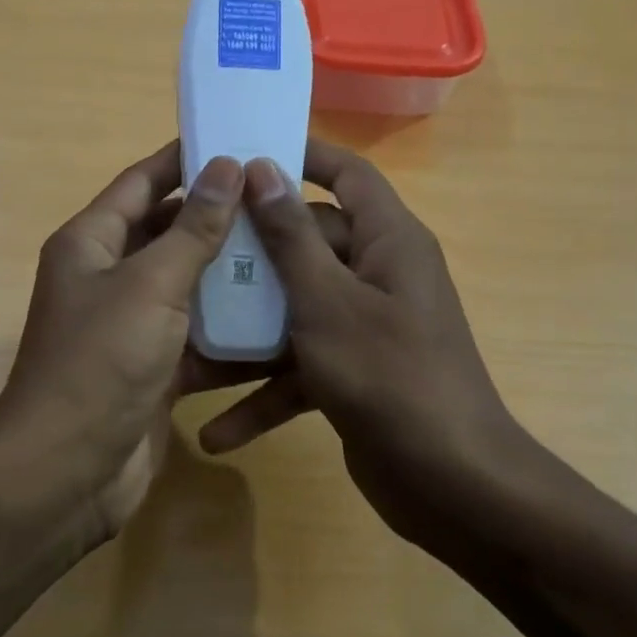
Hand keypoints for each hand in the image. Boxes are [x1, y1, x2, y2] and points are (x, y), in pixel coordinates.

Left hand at [0, 142, 247, 539]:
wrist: (69, 471)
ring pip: (189, 287)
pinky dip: (232, 333)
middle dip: (220, 219)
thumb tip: (226, 166)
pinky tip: (284, 322)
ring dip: (232, 276)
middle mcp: (108, 277)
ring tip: (294, 253)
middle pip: (169, 233)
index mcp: (91, 243)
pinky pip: (199, 338)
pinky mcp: (155, 369)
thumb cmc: (100, 361)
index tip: (238, 140)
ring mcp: (132, 326)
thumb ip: (192, 229)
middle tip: (281, 201)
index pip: (142, 182)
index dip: (185, 159)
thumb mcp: (150, 285)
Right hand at [196, 140, 537, 544]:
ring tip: (185, 341)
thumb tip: (263, 167)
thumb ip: (291, 236)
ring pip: (295, 310)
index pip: (348, 174)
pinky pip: (299, 370)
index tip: (243, 152)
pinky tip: (216, 432)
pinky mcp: (351, 374)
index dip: (302, 155)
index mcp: (388, 241)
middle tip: (189, 253)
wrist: (451, 484)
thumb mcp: (327, 301)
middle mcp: (378, 276)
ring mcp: (365, 328)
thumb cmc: (389, 375)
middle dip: (251, 257)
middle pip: (308, 245)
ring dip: (247, 335)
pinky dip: (264, 397)